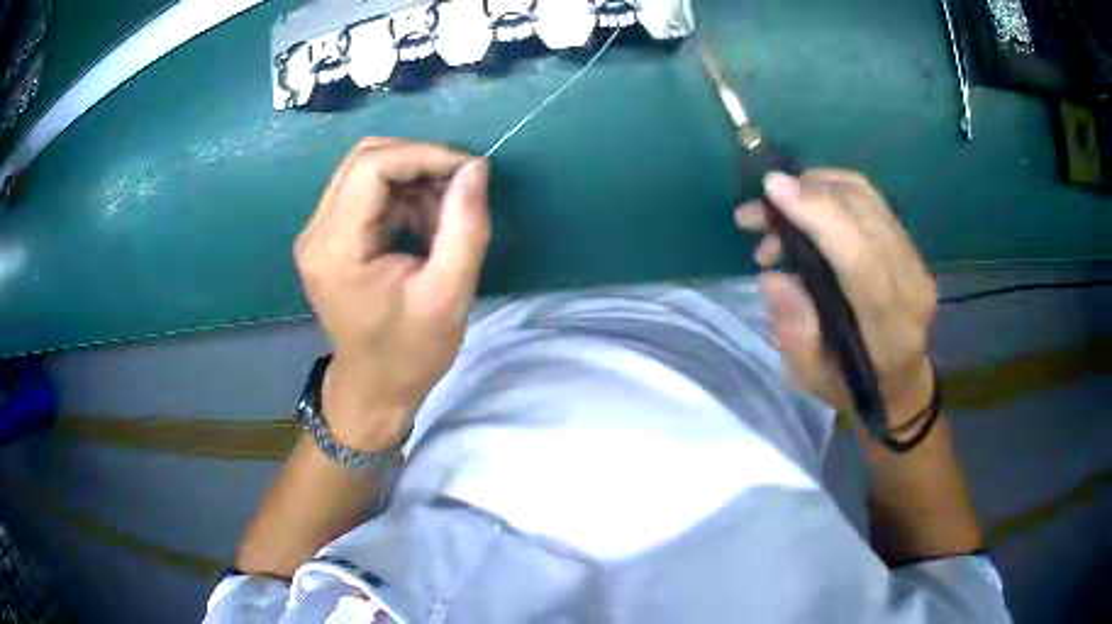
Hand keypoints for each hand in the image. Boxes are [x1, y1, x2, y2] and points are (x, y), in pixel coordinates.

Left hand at [294, 138, 490, 449]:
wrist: (375, 389)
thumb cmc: (411, 352)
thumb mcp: (449, 294)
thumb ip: (465, 226)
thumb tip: (475, 168)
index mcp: (336, 248)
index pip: (372, 166)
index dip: (425, 155)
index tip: (470, 170)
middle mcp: (316, 232)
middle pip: (365, 158)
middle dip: (419, 162)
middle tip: (460, 186)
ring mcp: (317, 233)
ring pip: (366, 171)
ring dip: (412, 180)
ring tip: (445, 216)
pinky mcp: (327, 238)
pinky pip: (365, 192)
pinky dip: (401, 196)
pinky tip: (424, 226)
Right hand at [735, 171, 936, 426]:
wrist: (899, 381)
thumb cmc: (851, 386)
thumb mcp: (811, 377)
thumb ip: (794, 331)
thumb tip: (773, 276)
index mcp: (891, 329)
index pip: (862, 258)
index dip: (819, 216)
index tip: (773, 190)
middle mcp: (911, 285)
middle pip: (864, 215)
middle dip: (806, 194)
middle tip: (759, 209)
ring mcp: (915, 259)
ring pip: (867, 198)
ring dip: (815, 187)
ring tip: (777, 209)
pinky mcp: (908, 244)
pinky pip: (870, 199)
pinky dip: (831, 190)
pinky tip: (805, 205)